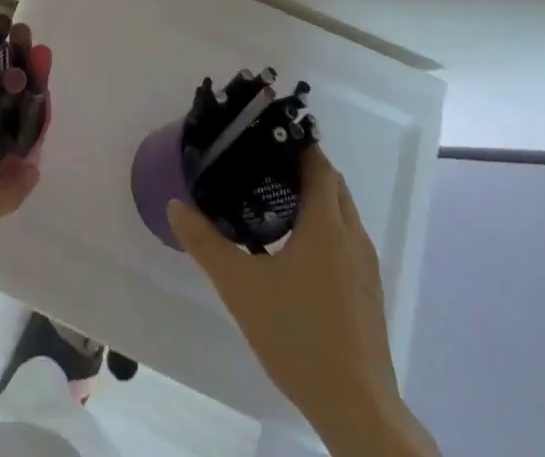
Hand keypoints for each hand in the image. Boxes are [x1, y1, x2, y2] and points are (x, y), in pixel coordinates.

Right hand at [169, 145, 423, 452]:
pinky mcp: (368, 293)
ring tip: (273, 199)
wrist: (358, 410)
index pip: (317, 162)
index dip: (295, 142)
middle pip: (332, 183)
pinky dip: (325, 227)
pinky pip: (346, 240)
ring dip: (315, 198)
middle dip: (302, 166)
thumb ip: (205, 243)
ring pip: (342, 213)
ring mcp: (365, 267)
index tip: (264, 133)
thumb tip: (175, 206)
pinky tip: (295, 248)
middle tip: (261, 162)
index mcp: (326, 223)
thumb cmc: (299, 336)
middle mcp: (352, 236)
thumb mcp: (241, 288)